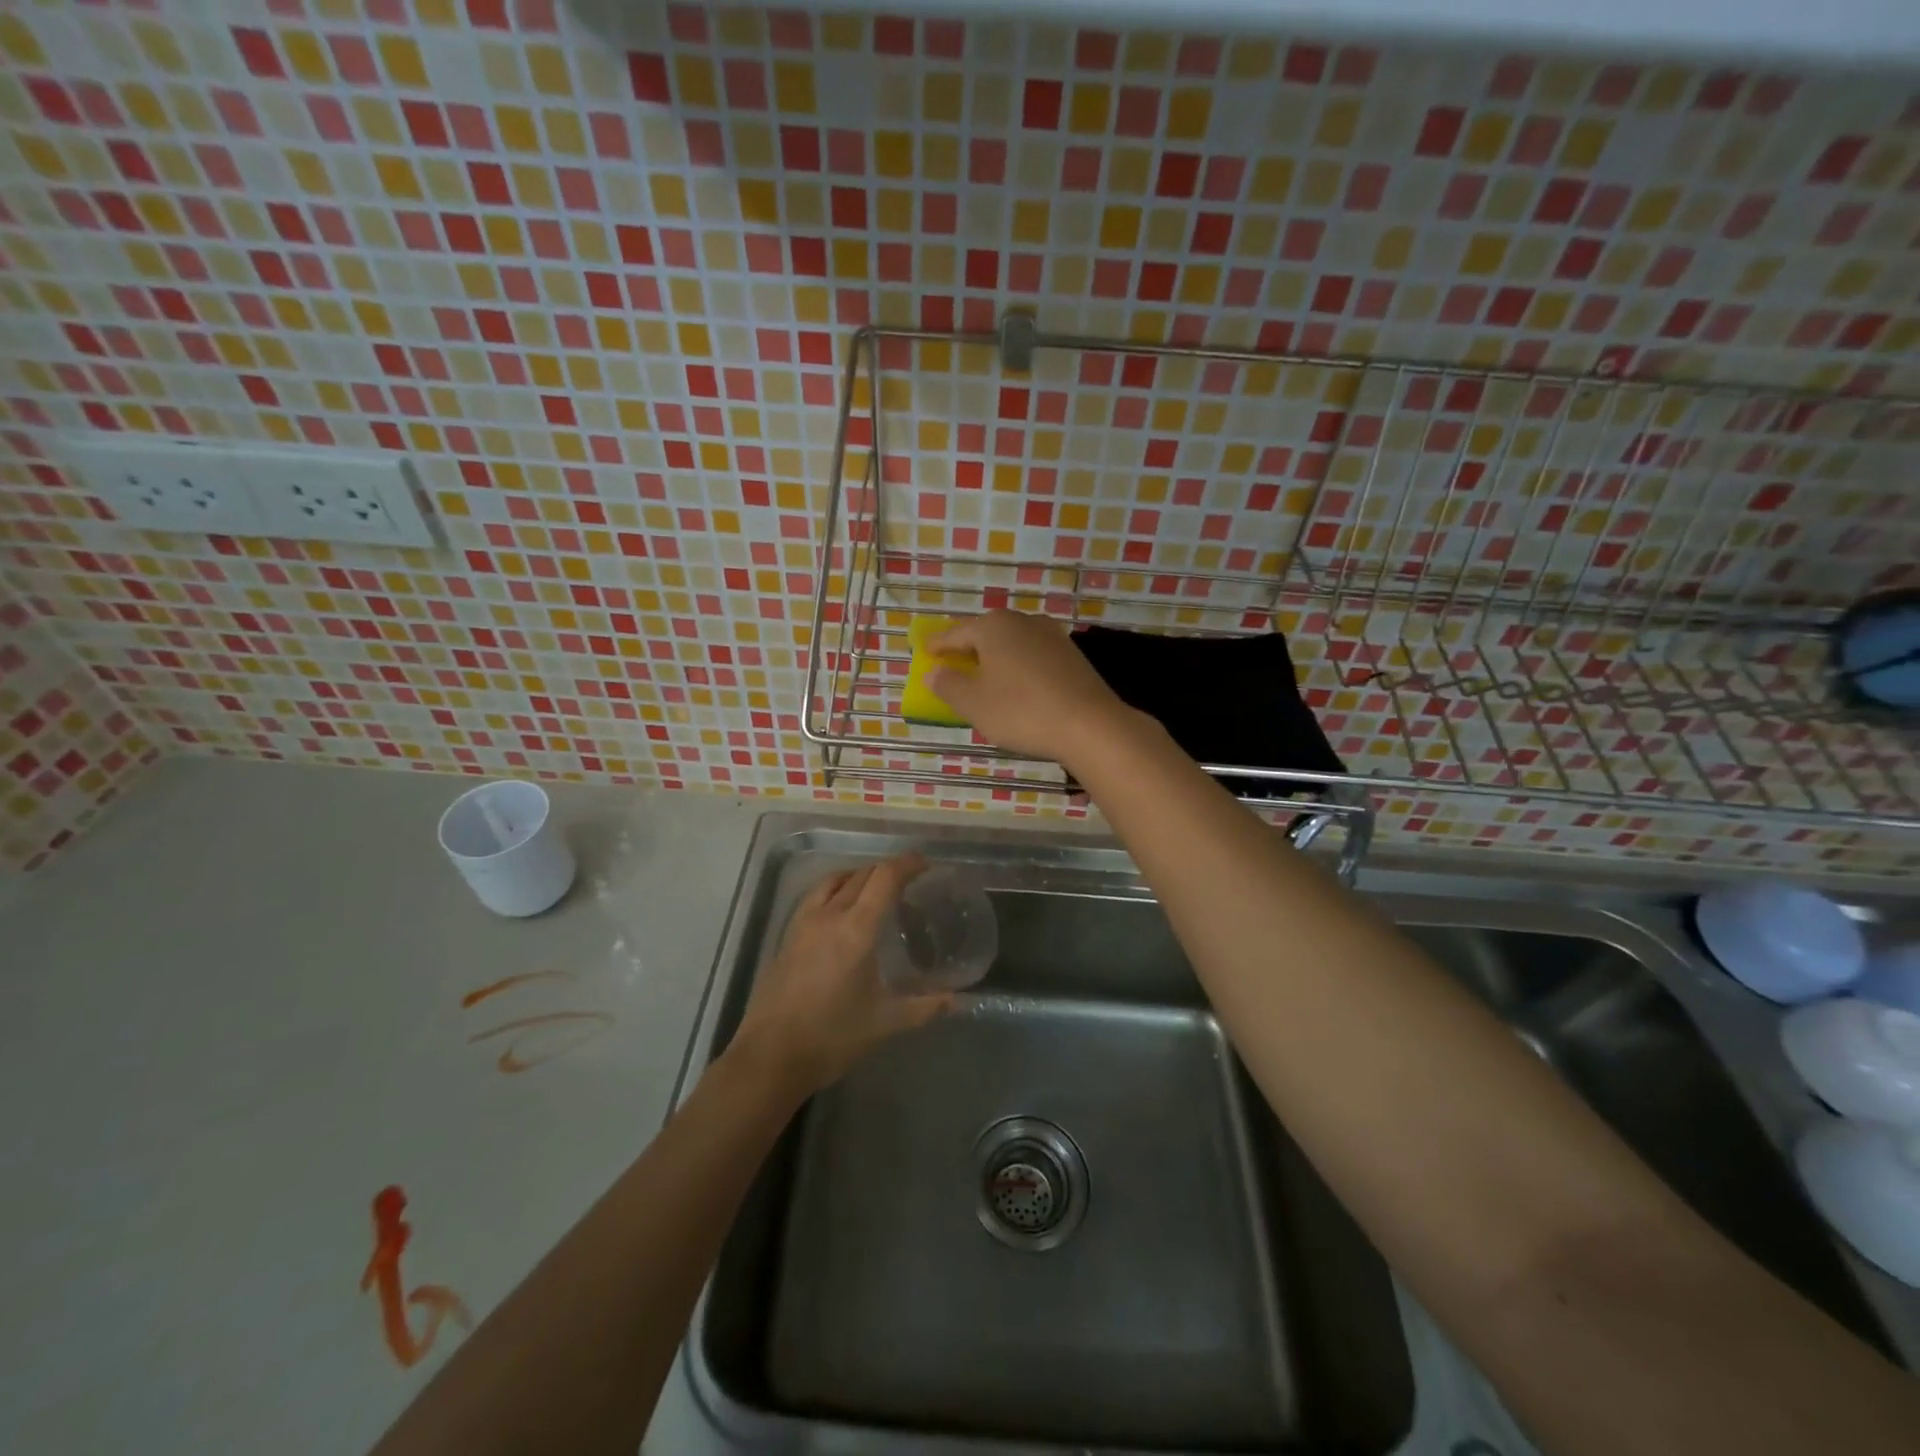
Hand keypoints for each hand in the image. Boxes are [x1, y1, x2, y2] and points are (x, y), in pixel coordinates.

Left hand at [731, 855, 952, 1095]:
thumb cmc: (832, 1037)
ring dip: (858, 875)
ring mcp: (803, 923)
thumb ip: (924, 1007)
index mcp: (856, 929)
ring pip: (834, 880)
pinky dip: (835, 889)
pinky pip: (816, 896)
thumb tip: (956, 1001)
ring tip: (875, 889)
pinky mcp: (787, 936)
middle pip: (861, 875)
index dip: (906, 864)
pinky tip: (841, 912)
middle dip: (886, 870)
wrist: (770, 1056)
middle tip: (908, 882)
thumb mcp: (885, 1023)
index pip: (884, 878)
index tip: (925, 863)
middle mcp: (829, 915)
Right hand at [927, 610, 1136, 765]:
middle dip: (968, 649)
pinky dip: (1018, 667)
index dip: (937, 645)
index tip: (925, 652)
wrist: (1089, 725)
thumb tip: (933, 673)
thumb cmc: (1021, 711)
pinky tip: (1017, 686)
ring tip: (984, 678)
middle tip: (953, 665)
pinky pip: (1032, 656)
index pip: (955, 633)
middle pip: (985, 634)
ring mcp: (1051, 635)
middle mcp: (1022, 622)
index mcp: (993, 627)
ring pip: (1012, 644)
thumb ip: (948, 685)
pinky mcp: (1071, 654)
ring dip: (995, 659)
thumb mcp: (974, 703)